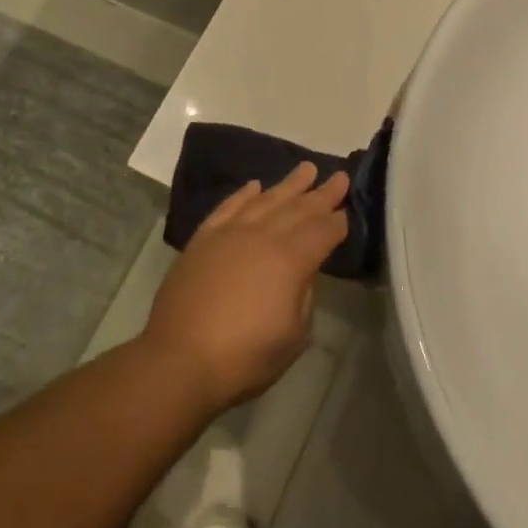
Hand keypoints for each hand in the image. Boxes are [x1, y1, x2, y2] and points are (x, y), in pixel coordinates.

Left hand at [142, 164, 349, 411]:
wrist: (179, 358)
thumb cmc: (244, 357)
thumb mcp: (292, 337)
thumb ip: (302, 298)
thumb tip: (300, 276)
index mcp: (290, 260)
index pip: (322, 232)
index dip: (337, 223)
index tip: (348, 211)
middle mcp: (261, 236)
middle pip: (298, 208)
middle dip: (321, 193)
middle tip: (339, 176)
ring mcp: (229, 234)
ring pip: (265, 200)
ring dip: (287, 185)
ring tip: (305, 169)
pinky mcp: (202, 239)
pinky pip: (228, 207)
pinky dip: (243, 194)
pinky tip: (254, 186)